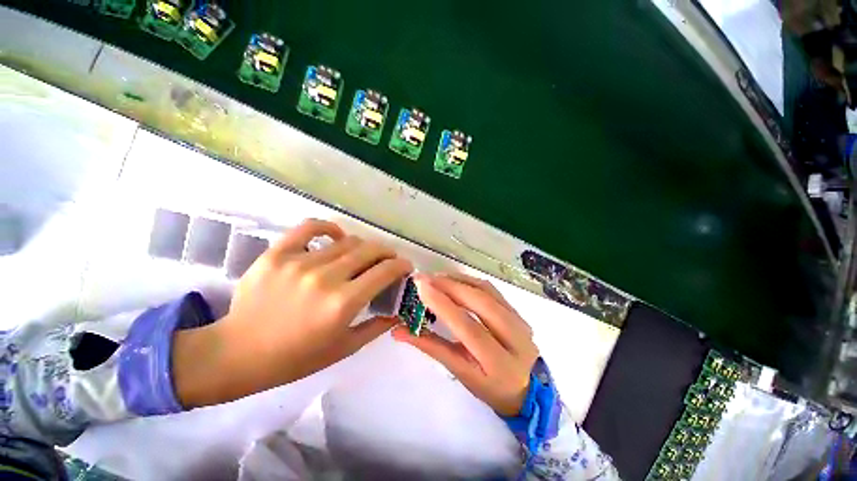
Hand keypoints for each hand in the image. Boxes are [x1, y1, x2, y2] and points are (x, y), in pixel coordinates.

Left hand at [174, 219, 412, 406]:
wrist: (237, 353)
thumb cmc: (295, 358)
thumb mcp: (344, 348)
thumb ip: (377, 326)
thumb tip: (399, 310)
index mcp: (343, 303)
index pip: (385, 271)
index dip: (401, 265)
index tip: (405, 267)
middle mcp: (326, 278)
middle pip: (370, 250)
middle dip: (388, 253)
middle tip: (389, 260)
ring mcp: (300, 262)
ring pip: (347, 241)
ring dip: (364, 246)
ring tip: (364, 255)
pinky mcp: (278, 253)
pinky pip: (310, 227)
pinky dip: (328, 227)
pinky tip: (335, 236)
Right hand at [392, 273, 537, 415]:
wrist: (528, 388)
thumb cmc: (490, 386)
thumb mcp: (460, 372)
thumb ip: (431, 347)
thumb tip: (398, 331)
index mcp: (499, 362)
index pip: (469, 327)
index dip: (443, 305)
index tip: (421, 287)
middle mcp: (515, 337)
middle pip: (480, 302)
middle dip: (449, 286)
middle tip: (424, 278)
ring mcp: (519, 320)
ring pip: (486, 291)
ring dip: (459, 280)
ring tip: (436, 277)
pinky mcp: (517, 310)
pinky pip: (491, 289)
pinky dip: (470, 281)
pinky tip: (454, 280)